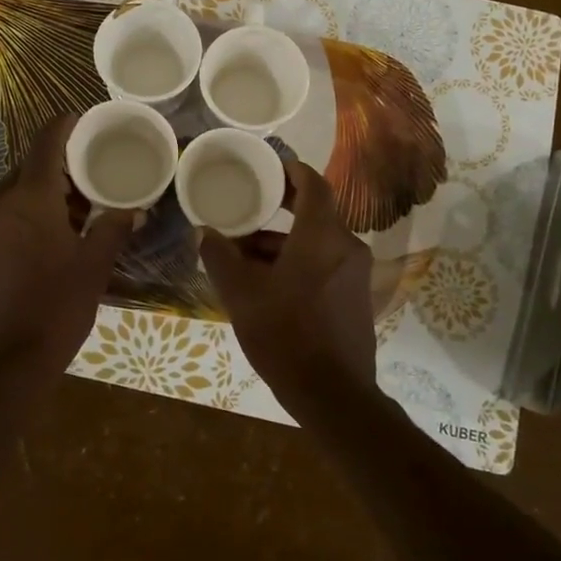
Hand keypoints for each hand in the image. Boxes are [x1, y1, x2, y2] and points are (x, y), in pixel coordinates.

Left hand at [0, 114, 134, 372]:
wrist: (2, 363)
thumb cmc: (54, 308)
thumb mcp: (94, 266)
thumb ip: (114, 228)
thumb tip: (134, 208)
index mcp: (29, 197)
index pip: (47, 140)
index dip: (68, 124)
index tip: (90, 120)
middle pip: (33, 164)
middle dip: (65, 164)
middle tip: (99, 172)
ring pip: (20, 188)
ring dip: (50, 190)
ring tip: (85, 205)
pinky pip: (9, 211)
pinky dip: (33, 209)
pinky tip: (58, 231)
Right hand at [199, 160, 377, 401]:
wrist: (333, 393)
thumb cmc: (285, 334)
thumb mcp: (242, 294)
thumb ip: (220, 257)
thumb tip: (204, 232)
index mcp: (322, 236)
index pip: (314, 185)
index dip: (292, 171)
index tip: (270, 167)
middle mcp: (346, 247)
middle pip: (315, 213)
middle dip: (282, 208)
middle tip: (250, 205)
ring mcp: (355, 274)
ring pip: (317, 242)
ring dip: (284, 242)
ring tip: (245, 255)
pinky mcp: (355, 298)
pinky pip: (325, 264)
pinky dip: (299, 262)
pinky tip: (268, 283)